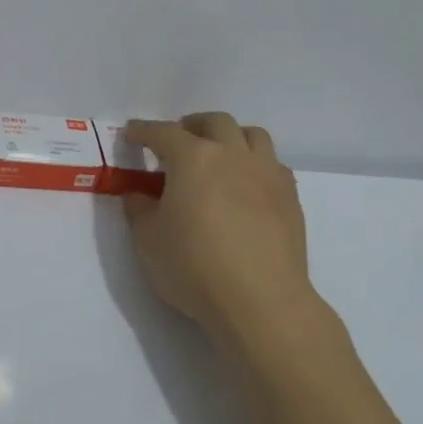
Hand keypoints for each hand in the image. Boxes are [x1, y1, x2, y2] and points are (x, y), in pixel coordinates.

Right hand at [123, 114, 322, 356]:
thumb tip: (138, 194)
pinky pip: (272, 164)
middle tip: (178, 142)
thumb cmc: (194, 268)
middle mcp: (232, 155)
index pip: (163, 133)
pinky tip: (247, 187)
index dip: (144, 131)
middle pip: (215, 122)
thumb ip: (140, 210)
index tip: (132, 133)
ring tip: (219, 156)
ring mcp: (266, 173)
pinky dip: (255, 165)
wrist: (261, 301)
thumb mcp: (148, 242)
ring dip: (231, 137)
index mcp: (193, 159)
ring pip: (252, 135)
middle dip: (192, 125)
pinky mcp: (290, 197)